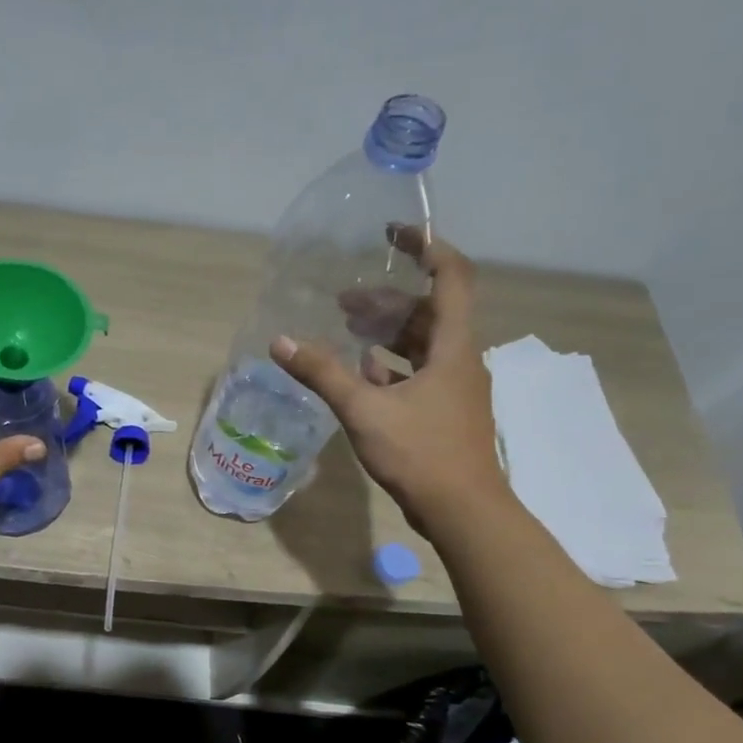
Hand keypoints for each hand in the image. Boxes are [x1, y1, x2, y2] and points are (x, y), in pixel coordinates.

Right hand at [270, 236, 505, 531]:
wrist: (462, 509)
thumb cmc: (420, 452)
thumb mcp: (364, 410)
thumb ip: (323, 373)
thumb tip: (281, 341)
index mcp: (453, 346)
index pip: (451, 277)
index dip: (427, 247)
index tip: (394, 233)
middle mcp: (459, 359)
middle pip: (428, 312)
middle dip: (387, 299)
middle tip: (343, 298)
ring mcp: (454, 388)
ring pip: (422, 344)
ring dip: (387, 332)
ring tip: (347, 327)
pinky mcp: (444, 412)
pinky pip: (418, 374)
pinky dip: (391, 365)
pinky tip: (361, 371)